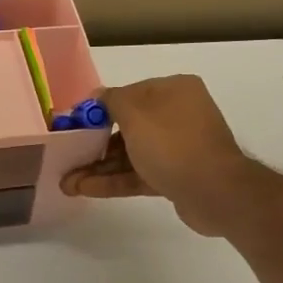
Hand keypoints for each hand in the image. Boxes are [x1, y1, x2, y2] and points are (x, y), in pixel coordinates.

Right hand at [60, 76, 264, 237]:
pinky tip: (84, 189)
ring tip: (67, 183)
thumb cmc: (172, 144)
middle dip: (95, 144)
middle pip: (128, 127)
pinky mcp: (176, 176)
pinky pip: (139, 174)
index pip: (129, 95)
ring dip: (99, 167)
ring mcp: (178, 148)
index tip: (75, 126)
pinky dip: (113, 181)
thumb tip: (98, 96)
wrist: (215, 192)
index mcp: (173, 91)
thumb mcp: (135, 114)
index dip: (99, 110)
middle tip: (67, 158)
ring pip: (131, 154)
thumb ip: (112, 101)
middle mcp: (178, 115)